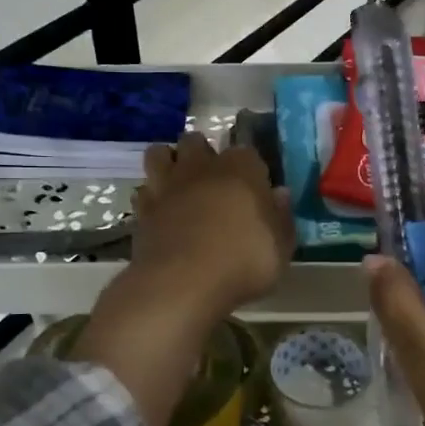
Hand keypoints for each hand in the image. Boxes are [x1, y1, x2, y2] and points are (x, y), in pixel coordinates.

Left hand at [130, 132, 293, 321]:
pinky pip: (143, 190)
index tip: (255, 188)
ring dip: (168, 162)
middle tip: (212, 180)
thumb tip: (279, 195)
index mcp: (241, 168)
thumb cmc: (242, 263)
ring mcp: (167, 185)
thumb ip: (281, 218)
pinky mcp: (143, 209)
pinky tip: (160, 212)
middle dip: (202, 153)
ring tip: (179, 184)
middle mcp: (201, 167)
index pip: (247, 152)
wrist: (182, 284)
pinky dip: (150, 196)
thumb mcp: (280, 248)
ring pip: (159, 153)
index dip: (250, 168)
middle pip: (196, 141)